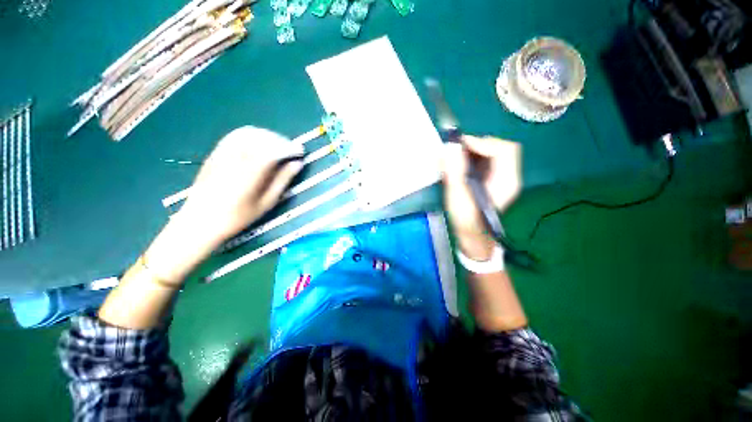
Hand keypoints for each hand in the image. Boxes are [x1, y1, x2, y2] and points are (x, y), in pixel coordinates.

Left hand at [178, 126, 303, 245]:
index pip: (273, 150)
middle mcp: (235, 159)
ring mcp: (222, 153)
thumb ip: (282, 181)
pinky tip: (259, 144)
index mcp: (250, 174)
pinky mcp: (215, 153)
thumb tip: (297, 164)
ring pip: (249, 133)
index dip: (290, 148)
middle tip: (291, 149)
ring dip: (267, 136)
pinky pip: (235, 135)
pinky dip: (251, 135)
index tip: (301, 151)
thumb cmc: (238, 217)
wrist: (200, 221)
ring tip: (277, 146)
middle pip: (262, 138)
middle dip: (281, 140)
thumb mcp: (266, 203)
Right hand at [442, 135, 521, 258]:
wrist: (472, 235)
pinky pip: (487, 159)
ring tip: (456, 155)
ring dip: (474, 149)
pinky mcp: (493, 179)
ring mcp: (502, 177)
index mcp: (506, 181)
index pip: (503, 150)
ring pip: (493, 152)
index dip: (482, 143)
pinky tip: (460, 163)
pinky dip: (473, 156)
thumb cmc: (465, 219)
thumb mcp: (457, 196)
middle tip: (457, 149)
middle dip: (477, 144)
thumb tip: (450, 147)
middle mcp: (509, 176)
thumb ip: (454, 171)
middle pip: (500, 148)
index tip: (460, 145)